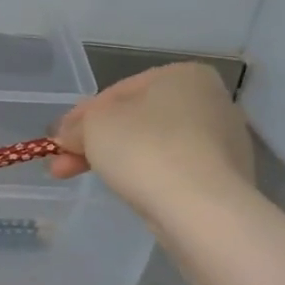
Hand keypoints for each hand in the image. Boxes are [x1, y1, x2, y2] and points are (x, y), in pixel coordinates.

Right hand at [48, 62, 255, 219]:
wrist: (201, 209)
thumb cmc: (144, 148)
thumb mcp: (93, 125)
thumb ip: (76, 125)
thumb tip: (69, 136)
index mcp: (184, 75)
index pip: (117, 92)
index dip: (80, 116)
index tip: (58, 140)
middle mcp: (210, 102)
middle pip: (134, 121)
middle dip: (93, 142)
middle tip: (62, 165)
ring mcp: (223, 142)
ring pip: (151, 147)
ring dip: (113, 160)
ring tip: (82, 178)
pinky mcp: (225, 178)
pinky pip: (172, 171)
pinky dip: (145, 177)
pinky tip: (124, 190)